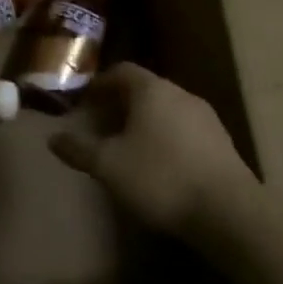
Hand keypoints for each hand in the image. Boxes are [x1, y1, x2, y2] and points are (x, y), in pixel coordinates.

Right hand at [49, 64, 255, 234]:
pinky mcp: (222, 144)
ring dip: (146, 122)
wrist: (229, 213)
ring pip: (167, 110)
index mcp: (152, 90)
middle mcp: (180, 94)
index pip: (122, 71)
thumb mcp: (109, 166)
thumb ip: (79, 150)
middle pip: (145, 89)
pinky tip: (160, 165)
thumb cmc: (161, 178)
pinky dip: (167, 138)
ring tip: (128, 146)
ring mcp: (206, 118)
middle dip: (121, 104)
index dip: (100, 84)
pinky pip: (185, 130)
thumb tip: (53, 139)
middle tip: (101, 125)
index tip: (84, 101)